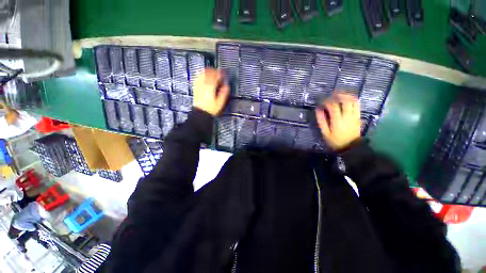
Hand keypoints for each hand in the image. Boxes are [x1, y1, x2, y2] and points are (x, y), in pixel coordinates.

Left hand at [193, 69, 229, 116]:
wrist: (201, 112)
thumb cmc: (210, 108)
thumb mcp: (220, 102)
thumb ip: (224, 93)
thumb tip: (227, 86)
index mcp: (210, 87)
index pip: (215, 76)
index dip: (220, 73)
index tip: (223, 73)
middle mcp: (204, 85)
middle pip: (208, 73)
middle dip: (213, 71)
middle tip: (217, 72)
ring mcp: (199, 86)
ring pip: (202, 74)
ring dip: (207, 71)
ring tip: (211, 72)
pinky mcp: (196, 88)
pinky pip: (198, 78)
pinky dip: (201, 75)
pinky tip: (203, 76)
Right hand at [316, 93, 360, 149]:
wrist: (351, 147)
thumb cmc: (335, 141)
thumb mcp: (325, 133)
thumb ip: (321, 121)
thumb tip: (318, 109)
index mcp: (337, 120)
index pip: (333, 106)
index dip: (327, 101)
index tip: (322, 100)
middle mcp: (347, 116)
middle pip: (345, 100)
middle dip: (338, 94)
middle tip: (332, 93)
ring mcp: (354, 116)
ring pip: (353, 101)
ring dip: (346, 95)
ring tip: (340, 94)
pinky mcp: (358, 117)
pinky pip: (357, 105)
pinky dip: (352, 100)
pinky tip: (347, 99)